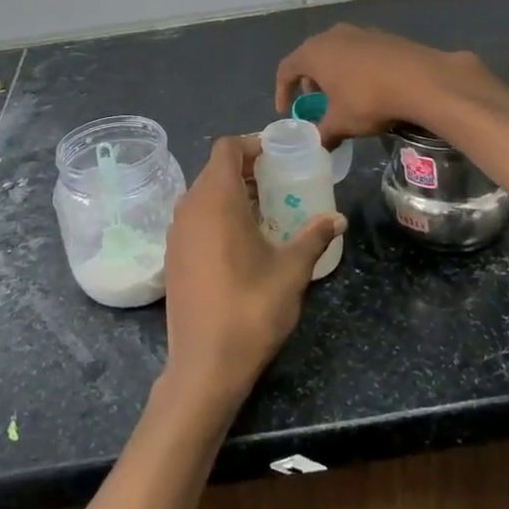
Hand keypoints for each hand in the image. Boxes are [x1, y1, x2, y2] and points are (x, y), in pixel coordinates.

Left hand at [162, 134, 344, 408]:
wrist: (204, 364)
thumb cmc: (251, 309)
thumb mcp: (291, 271)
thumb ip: (313, 237)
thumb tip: (337, 219)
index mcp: (216, 200)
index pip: (226, 148)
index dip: (251, 144)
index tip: (277, 156)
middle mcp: (189, 207)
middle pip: (214, 170)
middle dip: (245, 169)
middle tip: (278, 182)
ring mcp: (175, 233)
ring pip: (201, 194)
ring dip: (229, 193)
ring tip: (263, 210)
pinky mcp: (171, 256)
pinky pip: (193, 218)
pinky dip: (214, 216)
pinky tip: (239, 242)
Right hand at [275, 24, 497, 146]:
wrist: (422, 80)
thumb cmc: (369, 100)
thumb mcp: (341, 124)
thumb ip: (323, 134)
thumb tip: (318, 147)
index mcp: (313, 53)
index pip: (286, 69)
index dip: (282, 91)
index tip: (286, 111)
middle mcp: (332, 36)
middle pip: (310, 56)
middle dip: (308, 80)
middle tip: (314, 100)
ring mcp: (360, 32)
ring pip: (335, 51)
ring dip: (332, 72)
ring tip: (341, 94)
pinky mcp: (383, 36)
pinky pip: (358, 51)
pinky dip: (355, 67)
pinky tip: (368, 86)